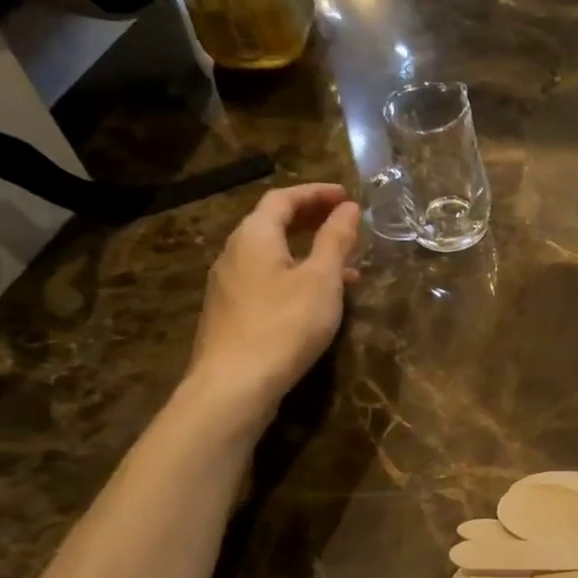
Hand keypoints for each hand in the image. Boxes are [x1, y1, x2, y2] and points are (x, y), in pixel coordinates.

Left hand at [183, 184, 360, 426]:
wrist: (235, 385)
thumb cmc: (285, 324)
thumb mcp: (321, 279)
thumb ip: (336, 240)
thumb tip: (348, 209)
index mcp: (254, 236)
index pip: (283, 199)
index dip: (316, 193)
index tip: (347, 196)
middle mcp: (234, 253)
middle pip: (272, 224)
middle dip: (311, 219)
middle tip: (344, 222)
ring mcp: (229, 285)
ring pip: (272, 255)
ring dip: (307, 251)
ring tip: (345, 265)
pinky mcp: (232, 313)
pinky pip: (267, 280)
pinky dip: (295, 275)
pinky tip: (317, 299)